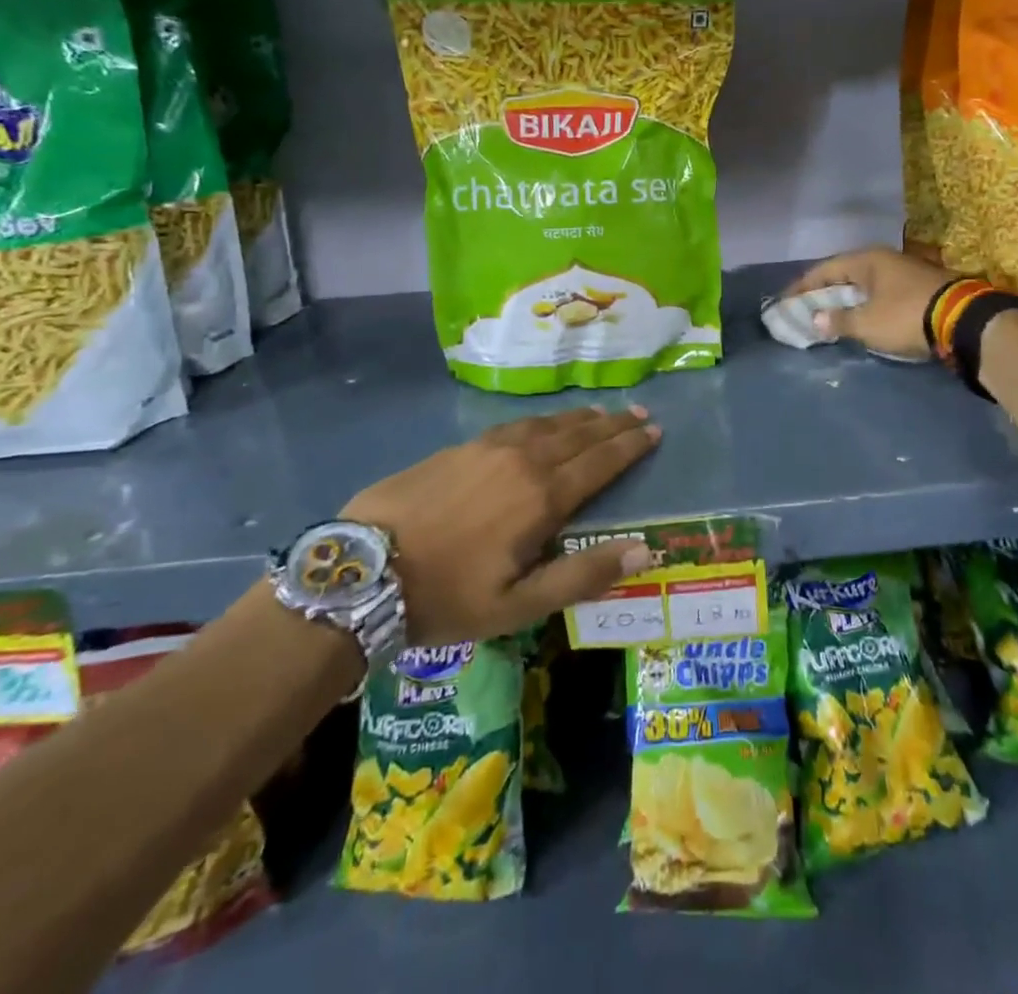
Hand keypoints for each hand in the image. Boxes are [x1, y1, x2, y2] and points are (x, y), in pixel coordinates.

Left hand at [341, 406, 658, 645]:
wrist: (363, 569)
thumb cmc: (447, 596)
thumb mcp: (518, 605)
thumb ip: (582, 575)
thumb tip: (643, 550)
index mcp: (542, 497)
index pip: (600, 463)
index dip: (630, 446)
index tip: (654, 430)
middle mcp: (523, 461)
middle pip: (579, 436)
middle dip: (613, 424)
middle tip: (639, 411)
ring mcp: (489, 449)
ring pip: (548, 425)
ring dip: (580, 418)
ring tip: (602, 412)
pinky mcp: (461, 447)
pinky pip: (517, 425)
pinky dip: (544, 420)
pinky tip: (545, 423)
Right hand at [784, 247, 954, 359]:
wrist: (963, 320)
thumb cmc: (906, 316)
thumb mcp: (867, 323)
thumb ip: (838, 321)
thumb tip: (815, 319)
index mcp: (867, 260)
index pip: (824, 269)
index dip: (802, 286)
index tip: (785, 301)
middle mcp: (884, 259)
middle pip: (844, 274)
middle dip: (824, 292)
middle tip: (806, 308)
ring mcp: (904, 271)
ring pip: (864, 283)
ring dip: (846, 299)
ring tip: (830, 315)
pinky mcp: (920, 287)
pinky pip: (881, 292)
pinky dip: (866, 304)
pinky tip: (862, 317)